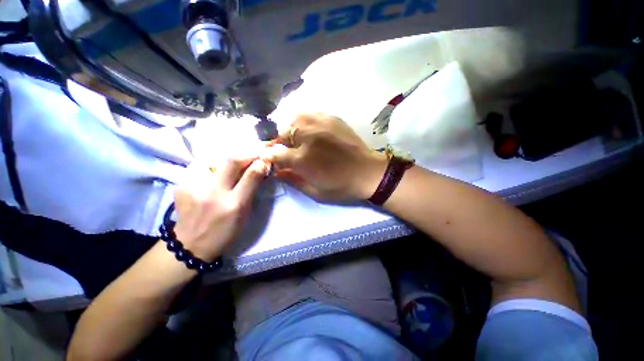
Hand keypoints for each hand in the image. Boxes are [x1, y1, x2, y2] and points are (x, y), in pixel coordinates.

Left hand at [172, 158, 268, 261]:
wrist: (190, 245)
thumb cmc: (225, 232)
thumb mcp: (245, 214)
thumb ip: (253, 190)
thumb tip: (260, 169)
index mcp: (234, 204)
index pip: (251, 175)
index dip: (259, 163)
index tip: (264, 158)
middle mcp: (213, 193)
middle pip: (231, 161)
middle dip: (245, 155)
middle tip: (252, 156)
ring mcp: (194, 188)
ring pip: (216, 161)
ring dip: (229, 162)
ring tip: (234, 168)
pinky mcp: (181, 185)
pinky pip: (202, 168)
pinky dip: (214, 169)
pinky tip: (215, 176)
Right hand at [262, 113, 387, 201]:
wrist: (369, 172)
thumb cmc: (342, 186)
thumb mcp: (315, 192)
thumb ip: (293, 180)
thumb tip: (276, 172)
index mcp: (303, 159)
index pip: (274, 152)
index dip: (268, 155)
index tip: (269, 158)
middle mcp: (309, 137)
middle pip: (282, 133)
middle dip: (279, 142)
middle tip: (285, 150)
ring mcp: (321, 124)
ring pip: (295, 118)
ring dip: (291, 129)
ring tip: (296, 139)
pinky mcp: (332, 119)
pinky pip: (311, 114)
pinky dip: (305, 121)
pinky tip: (310, 130)